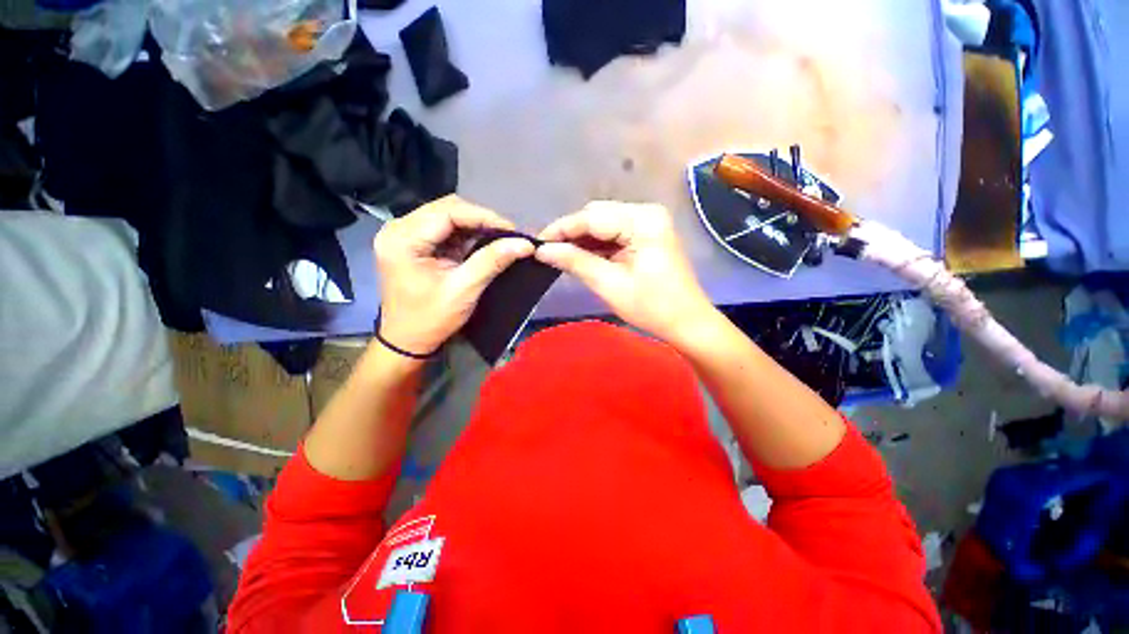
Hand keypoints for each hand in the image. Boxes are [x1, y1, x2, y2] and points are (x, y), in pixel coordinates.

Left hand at [375, 196, 534, 355]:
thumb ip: (492, 261)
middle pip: (446, 209)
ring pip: (447, 216)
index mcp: (403, 239)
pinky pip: (445, 229)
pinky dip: (467, 235)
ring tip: (500, 239)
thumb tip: (525, 244)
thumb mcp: (464, 289)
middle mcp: (398, 229)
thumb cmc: (431, 319)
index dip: (484, 216)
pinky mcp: (414, 243)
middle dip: (481, 220)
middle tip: (508, 235)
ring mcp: (405, 235)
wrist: (407, 340)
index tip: (513, 230)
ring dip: (475, 227)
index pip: (448, 211)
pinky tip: (483, 244)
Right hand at [536, 201, 714, 343]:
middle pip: (597, 215)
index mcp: (642, 221)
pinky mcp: (648, 234)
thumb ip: (575, 262)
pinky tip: (583, 256)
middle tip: (548, 253)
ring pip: (604, 223)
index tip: (536, 244)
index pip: (591, 217)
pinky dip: (597, 244)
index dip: (561, 229)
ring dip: (583, 239)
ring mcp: (649, 222)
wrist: (687, 322)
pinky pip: (615, 233)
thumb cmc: (652, 307)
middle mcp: (647, 212)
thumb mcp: (609, 285)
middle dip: (571, 233)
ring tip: (561, 256)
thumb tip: (543, 250)